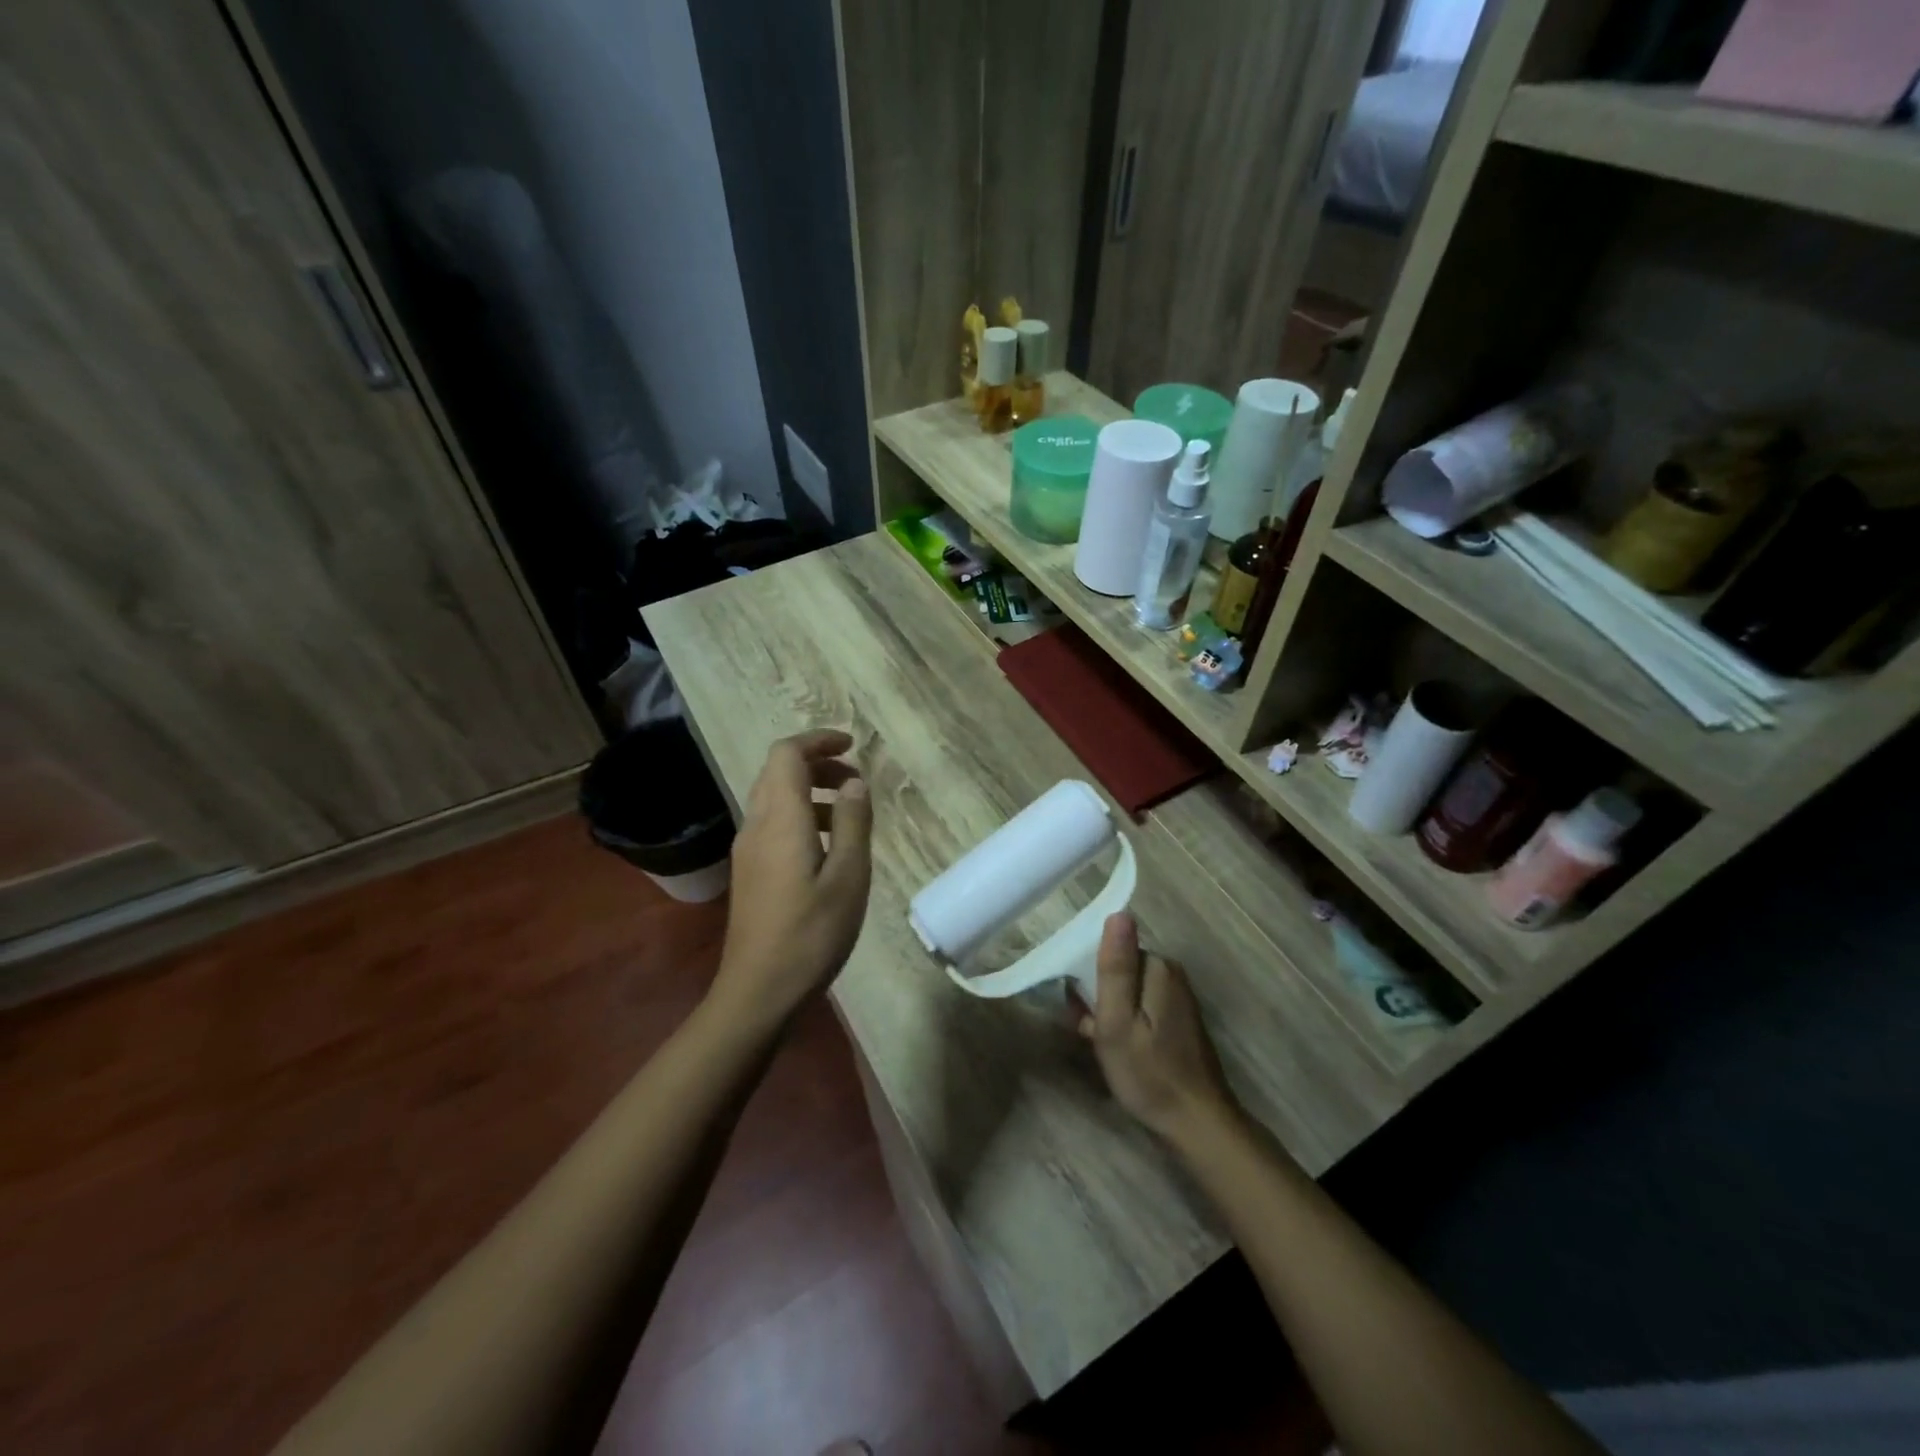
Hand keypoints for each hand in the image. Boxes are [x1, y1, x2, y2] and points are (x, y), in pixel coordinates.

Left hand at [710, 730, 872, 1027]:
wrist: (759, 990)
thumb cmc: (812, 932)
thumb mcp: (848, 876)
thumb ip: (852, 822)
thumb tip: (854, 783)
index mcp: (781, 819)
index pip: (787, 754)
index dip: (818, 741)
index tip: (852, 745)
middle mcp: (757, 825)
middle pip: (778, 772)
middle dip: (817, 764)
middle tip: (856, 781)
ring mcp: (747, 850)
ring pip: (774, 798)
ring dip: (810, 792)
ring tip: (848, 814)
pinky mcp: (749, 872)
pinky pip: (772, 824)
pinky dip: (800, 816)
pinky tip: (826, 848)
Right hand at [1078, 913, 1236, 1144]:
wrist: (1197, 1125)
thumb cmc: (1149, 1073)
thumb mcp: (1117, 1021)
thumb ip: (1115, 967)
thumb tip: (1118, 912)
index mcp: (1158, 968)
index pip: (1112, 950)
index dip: (1089, 977)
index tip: (1080, 1008)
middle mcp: (1172, 974)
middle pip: (1120, 969)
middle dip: (1098, 995)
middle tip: (1089, 1032)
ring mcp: (1178, 998)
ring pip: (1128, 991)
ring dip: (1109, 1012)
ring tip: (1101, 1045)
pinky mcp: (1179, 1020)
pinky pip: (1141, 1008)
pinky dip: (1125, 1024)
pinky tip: (1119, 1050)